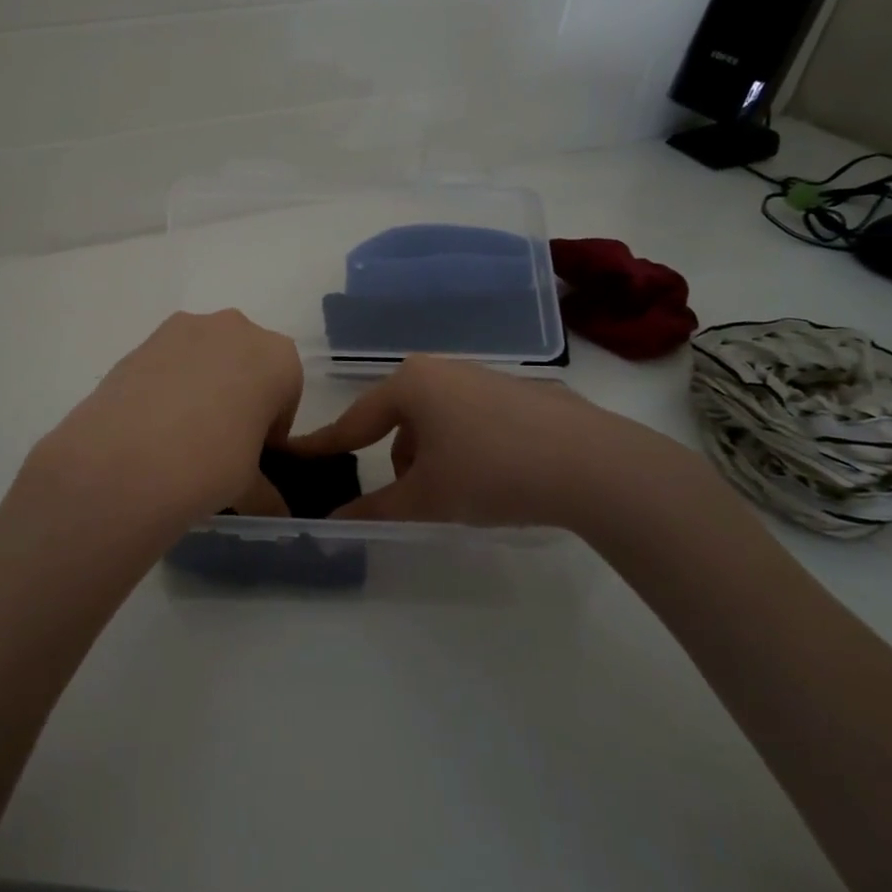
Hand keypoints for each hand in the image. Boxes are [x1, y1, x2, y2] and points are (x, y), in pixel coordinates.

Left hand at [17, 311, 302, 552]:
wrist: (130, 457)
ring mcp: (187, 327)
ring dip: (202, 384)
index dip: (271, 425)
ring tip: (180, 433)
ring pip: (206, 355)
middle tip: (220, 440)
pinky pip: (169, 360)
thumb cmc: (213, 463)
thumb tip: (275, 512)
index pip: (285, 392)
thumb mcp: (249, 485)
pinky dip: (168, 383)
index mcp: (278, 358)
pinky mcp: (145, 339)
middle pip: (246, 363)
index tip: (255, 452)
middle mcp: (237, 329)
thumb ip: (266, 491)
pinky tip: (152, 422)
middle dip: (238, 395)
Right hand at [290, 356, 703, 535]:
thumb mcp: (427, 498)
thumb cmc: (491, 472)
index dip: (326, 444)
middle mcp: (442, 369)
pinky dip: (467, 448)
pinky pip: (472, 420)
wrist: (593, 464)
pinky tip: (496, 477)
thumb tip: (334, 522)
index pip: (355, 420)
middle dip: (397, 461)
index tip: (298, 455)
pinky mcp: (520, 392)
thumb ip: (375, 509)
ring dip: (433, 457)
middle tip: (413, 499)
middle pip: (399, 420)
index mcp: (411, 384)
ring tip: (461, 495)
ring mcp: (484, 376)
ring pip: (437, 421)